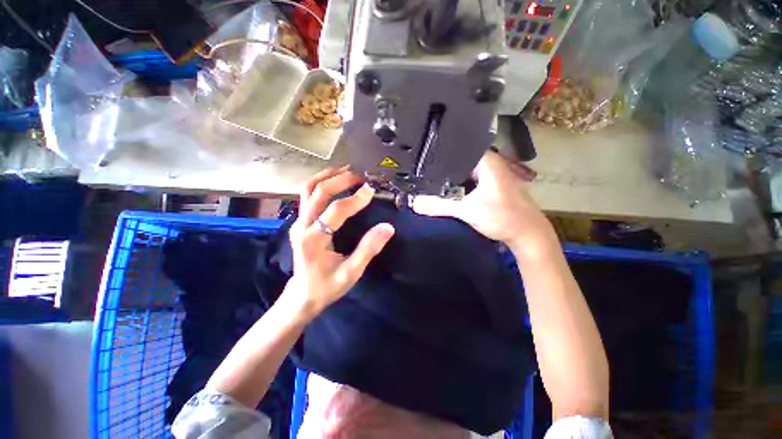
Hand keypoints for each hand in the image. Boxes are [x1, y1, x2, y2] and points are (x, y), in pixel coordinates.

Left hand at [285, 166, 394, 317]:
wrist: (303, 295)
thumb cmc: (327, 286)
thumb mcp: (351, 273)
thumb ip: (368, 249)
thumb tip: (387, 228)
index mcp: (313, 240)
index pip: (335, 211)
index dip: (354, 199)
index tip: (371, 190)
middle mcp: (301, 226)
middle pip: (317, 192)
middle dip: (340, 180)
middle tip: (361, 176)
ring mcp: (298, 222)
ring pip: (307, 189)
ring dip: (328, 176)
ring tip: (347, 171)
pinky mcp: (300, 221)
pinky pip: (307, 195)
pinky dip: (321, 183)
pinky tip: (335, 181)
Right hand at [412, 151, 551, 249]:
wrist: (528, 234)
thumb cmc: (503, 217)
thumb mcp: (468, 211)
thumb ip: (440, 206)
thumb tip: (414, 203)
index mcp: (486, 161)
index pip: (457, 148)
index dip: (438, 154)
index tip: (420, 158)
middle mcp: (489, 163)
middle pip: (458, 160)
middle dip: (440, 167)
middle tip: (420, 171)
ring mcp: (490, 174)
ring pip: (463, 171)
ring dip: (448, 177)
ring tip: (427, 179)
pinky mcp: (490, 186)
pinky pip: (469, 180)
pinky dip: (457, 185)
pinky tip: (445, 190)